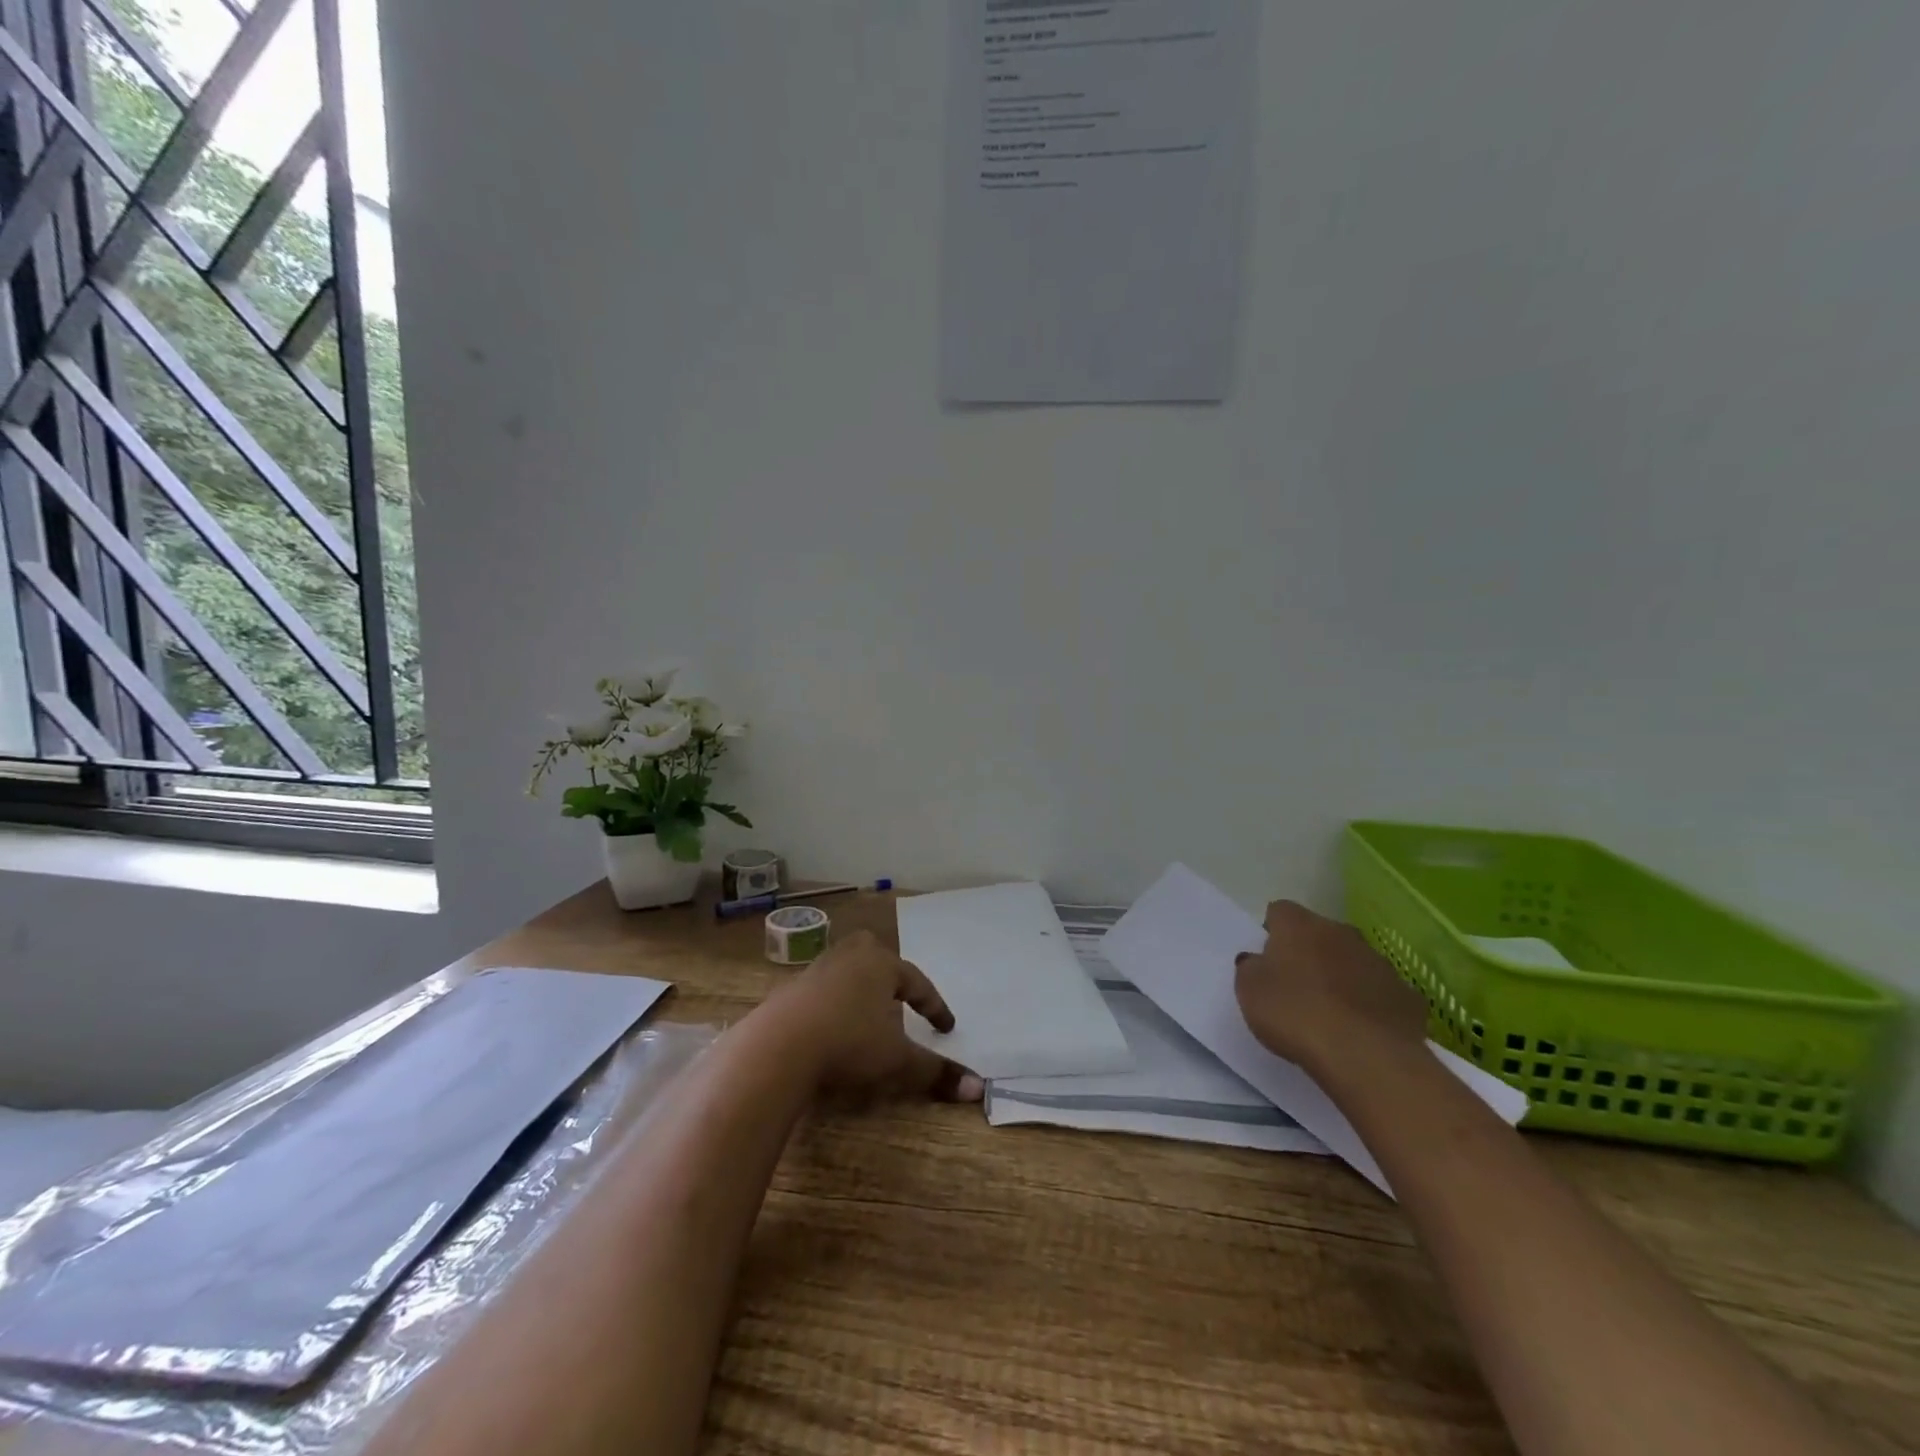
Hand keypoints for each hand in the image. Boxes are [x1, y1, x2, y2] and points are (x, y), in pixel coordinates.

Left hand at [769, 930, 982, 1102]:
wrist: (778, 1046)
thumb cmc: (848, 1042)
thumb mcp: (896, 1060)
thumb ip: (935, 1071)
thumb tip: (977, 1088)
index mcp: (881, 964)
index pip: (917, 983)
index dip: (934, 1006)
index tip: (947, 1027)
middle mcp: (850, 958)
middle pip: (876, 954)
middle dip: (891, 973)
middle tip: (900, 994)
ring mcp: (817, 970)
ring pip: (847, 969)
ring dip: (860, 987)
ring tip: (867, 1011)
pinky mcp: (790, 989)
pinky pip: (822, 989)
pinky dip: (834, 1002)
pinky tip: (832, 1024)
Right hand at [1234, 901, 1427, 1076]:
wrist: (1365, 1055)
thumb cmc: (1295, 1013)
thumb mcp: (1249, 990)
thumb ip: (1252, 968)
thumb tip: (1259, 961)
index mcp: (1300, 926)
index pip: (1280, 911)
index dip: (1272, 932)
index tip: (1267, 959)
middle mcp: (1342, 933)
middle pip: (1320, 934)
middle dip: (1309, 953)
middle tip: (1296, 987)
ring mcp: (1380, 963)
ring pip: (1354, 961)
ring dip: (1342, 977)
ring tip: (1330, 1013)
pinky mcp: (1408, 996)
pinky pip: (1382, 993)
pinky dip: (1372, 1005)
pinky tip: (1362, 1031)